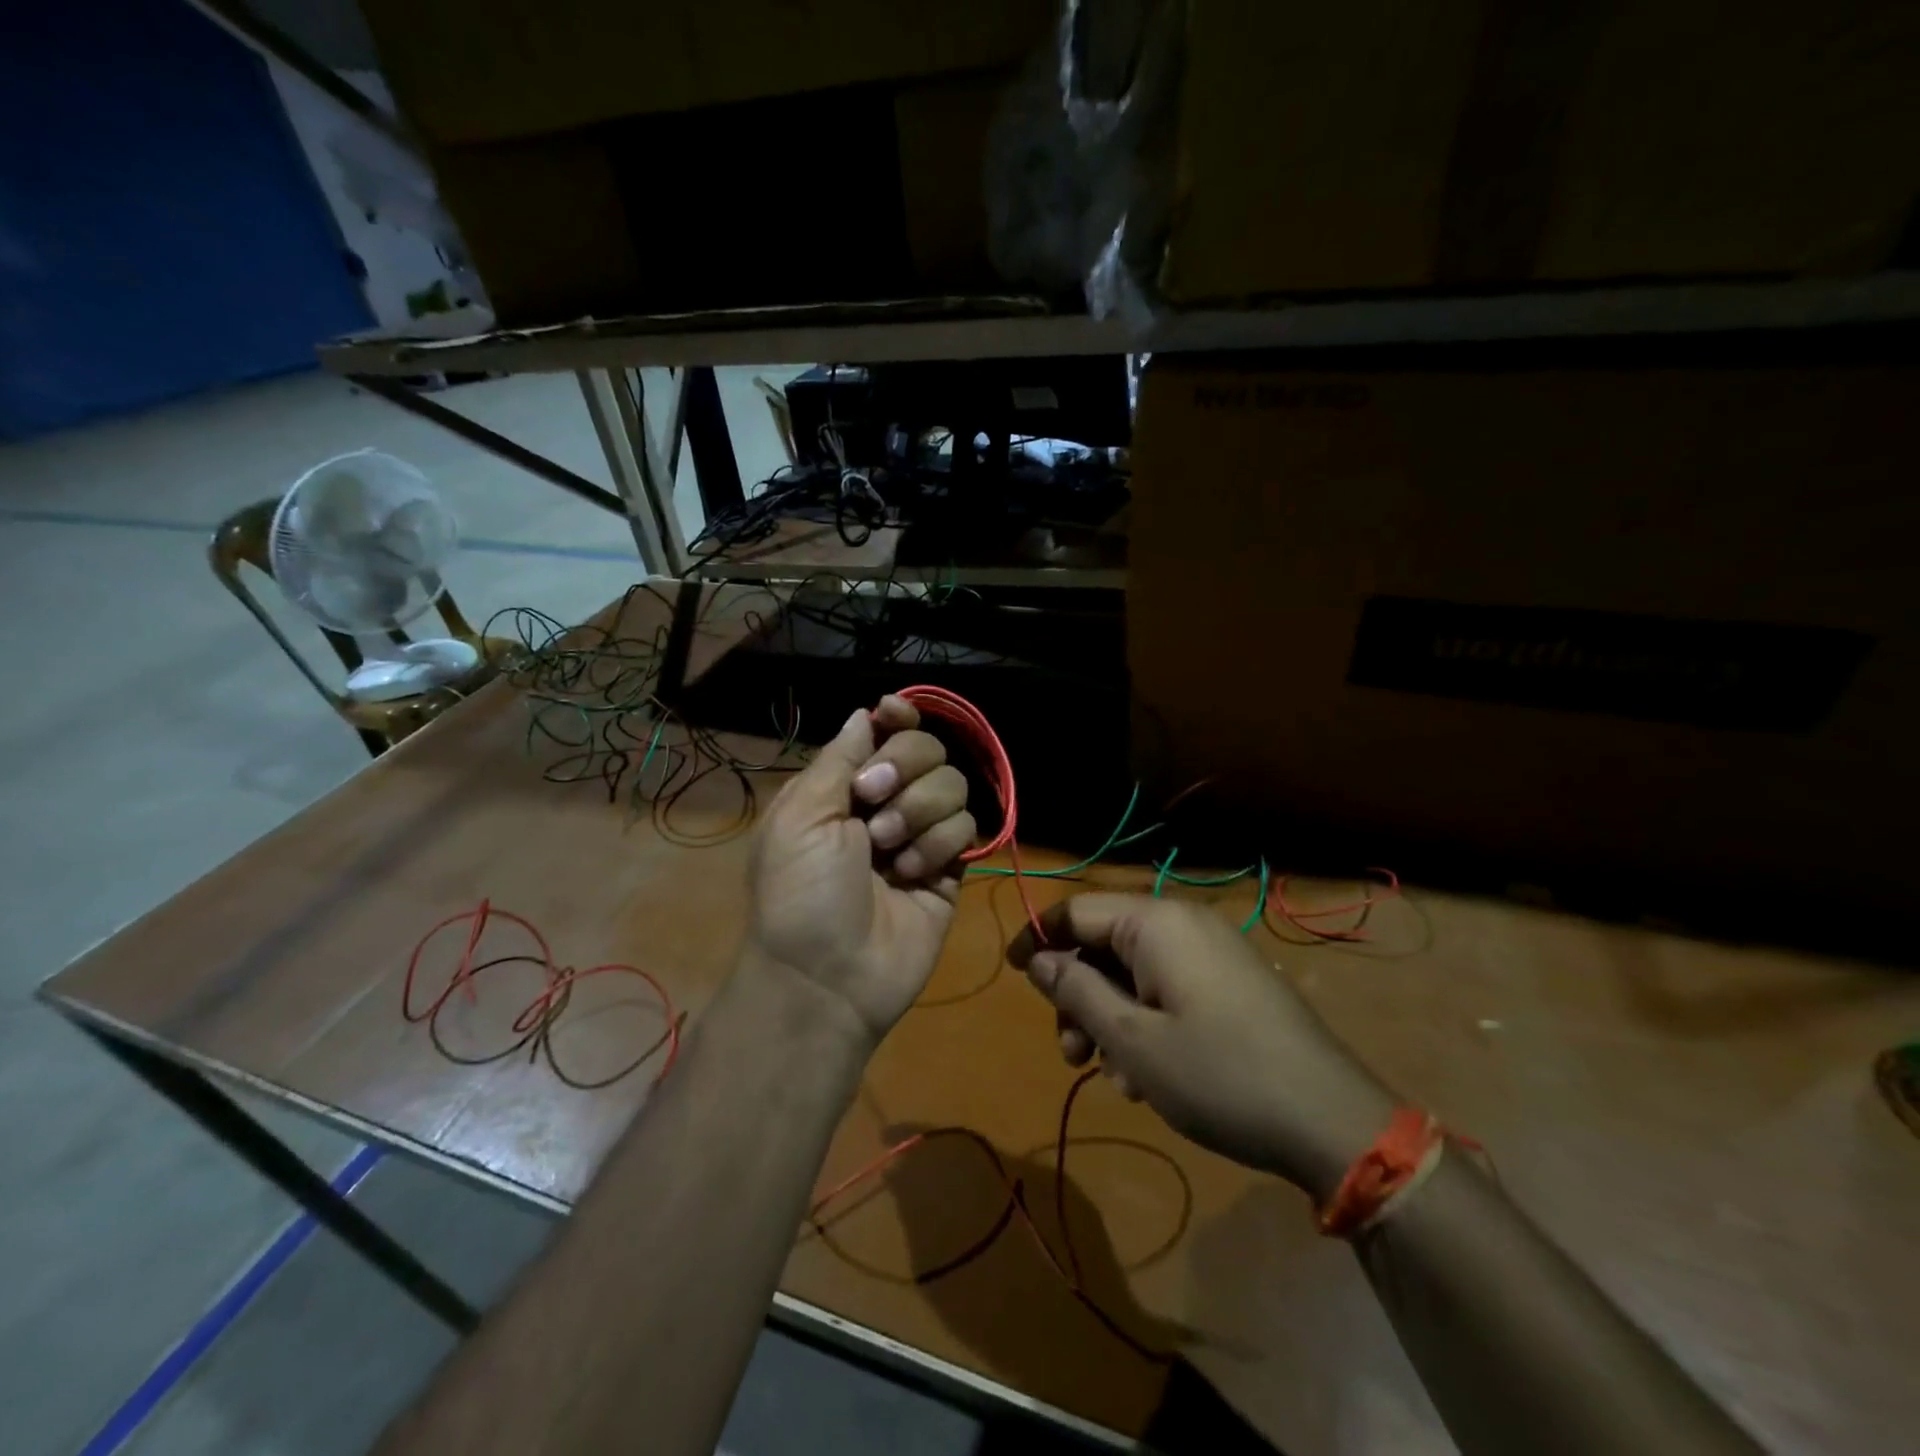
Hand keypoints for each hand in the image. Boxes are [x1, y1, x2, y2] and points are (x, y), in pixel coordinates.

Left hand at [748, 696, 975, 1043]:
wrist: (827, 975)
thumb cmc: (800, 889)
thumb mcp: (800, 814)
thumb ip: (839, 757)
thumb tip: (865, 713)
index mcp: (843, 787)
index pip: (884, 732)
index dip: (897, 717)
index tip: (895, 712)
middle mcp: (886, 803)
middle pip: (927, 748)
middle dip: (904, 767)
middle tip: (872, 801)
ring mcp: (921, 835)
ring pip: (953, 784)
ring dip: (919, 811)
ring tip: (889, 851)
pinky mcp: (951, 868)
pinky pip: (966, 828)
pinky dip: (938, 845)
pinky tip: (911, 876)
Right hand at [1009, 895, 1396, 1199]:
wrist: (1332, 1120)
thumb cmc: (1219, 1075)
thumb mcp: (1132, 1040)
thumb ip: (1077, 991)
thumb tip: (1038, 959)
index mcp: (1155, 923)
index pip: (1076, 911)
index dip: (1037, 939)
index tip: (1012, 974)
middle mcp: (1183, 924)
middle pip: (1104, 943)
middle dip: (1078, 995)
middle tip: (1069, 1054)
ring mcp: (1212, 952)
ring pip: (1134, 971)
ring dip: (1110, 1017)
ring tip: (1113, 1077)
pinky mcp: (1231, 981)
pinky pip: (1168, 986)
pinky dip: (1146, 1021)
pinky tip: (1148, 1076)